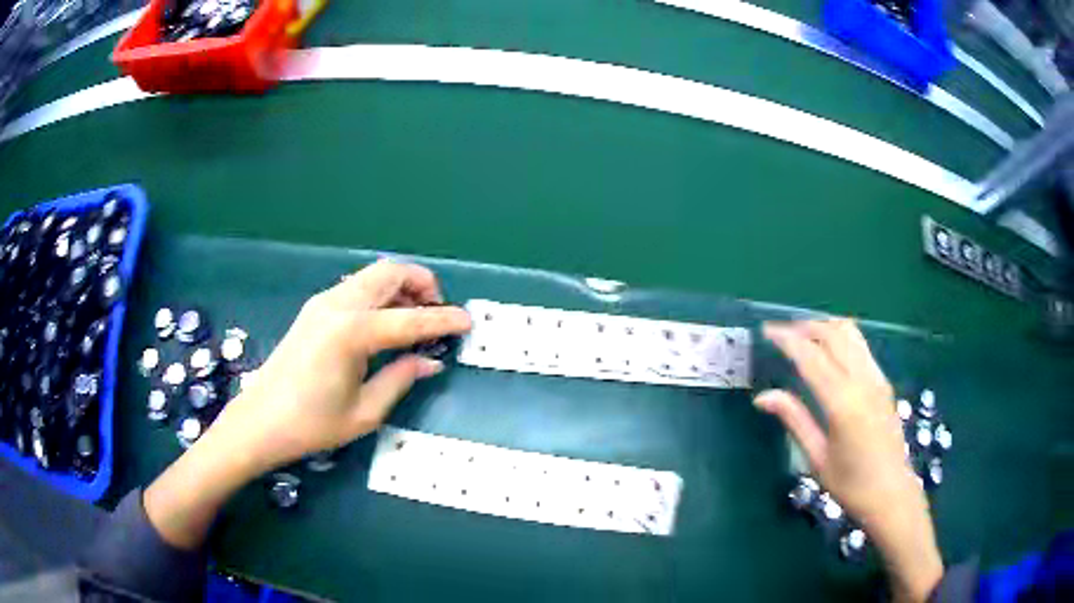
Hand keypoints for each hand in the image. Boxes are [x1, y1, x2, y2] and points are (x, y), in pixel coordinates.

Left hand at [209, 260, 472, 472]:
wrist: (260, 421)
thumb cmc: (312, 424)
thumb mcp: (365, 411)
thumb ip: (401, 378)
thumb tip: (430, 361)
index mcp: (353, 332)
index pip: (411, 318)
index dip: (444, 319)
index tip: (468, 321)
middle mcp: (339, 305)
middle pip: (389, 273)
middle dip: (422, 283)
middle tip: (438, 311)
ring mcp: (323, 303)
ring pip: (372, 275)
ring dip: (400, 286)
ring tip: (415, 316)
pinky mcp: (315, 309)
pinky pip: (357, 288)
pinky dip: (380, 294)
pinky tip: (385, 322)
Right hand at [755, 319, 941, 602]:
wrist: (891, 493)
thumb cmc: (850, 484)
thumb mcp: (816, 458)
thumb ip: (794, 419)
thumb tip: (763, 397)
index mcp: (842, 402)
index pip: (811, 356)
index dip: (787, 339)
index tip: (766, 330)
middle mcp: (862, 380)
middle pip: (833, 334)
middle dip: (805, 327)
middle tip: (782, 334)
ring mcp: (877, 378)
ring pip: (851, 334)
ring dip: (825, 328)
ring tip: (804, 337)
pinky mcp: (884, 382)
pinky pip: (861, 346)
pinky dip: (841, 338)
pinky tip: (830, 353)